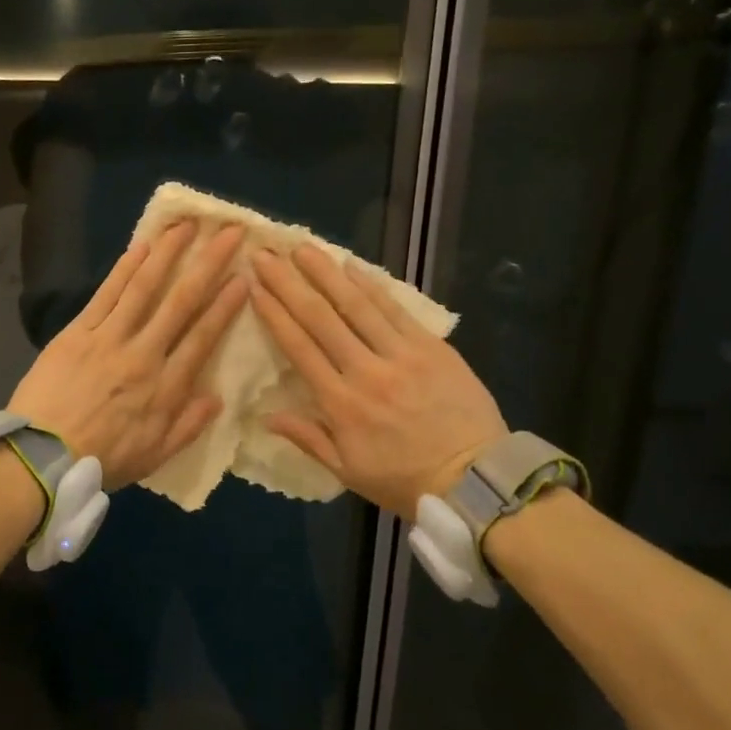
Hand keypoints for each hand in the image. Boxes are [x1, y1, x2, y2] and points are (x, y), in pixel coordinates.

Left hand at [10, 221, 247, 488]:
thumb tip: (218, 398)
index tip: (243, 277)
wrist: (40, 458)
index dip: (225, 306)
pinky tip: (141, 245)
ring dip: (167, 252)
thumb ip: (188, 426)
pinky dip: (124, 268)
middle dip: (208, 264)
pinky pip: (106, 294)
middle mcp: (143, 355)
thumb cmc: (100, 460)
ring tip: (186, 225)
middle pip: (181, 302)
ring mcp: (109, 338)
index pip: (203, 338)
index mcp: (165, 388)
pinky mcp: (78, 332)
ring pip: (144, 287)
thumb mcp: (154, 456)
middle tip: (228, 233)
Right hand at [249, 244, 506, 517]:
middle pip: (320, 318)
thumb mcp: (348, 471)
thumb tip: (266, 415)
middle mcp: (366, 371)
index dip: (274, 314)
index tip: (254, 287)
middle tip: (266, 254)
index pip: (299, 348)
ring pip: (356, 306)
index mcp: (341, 404)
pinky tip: (351, 265)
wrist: (476, 481)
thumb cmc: (405, 480)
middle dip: (289, 283)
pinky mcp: (431, 348)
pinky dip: (372, 286)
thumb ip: (308, 439)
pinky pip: (396, 310)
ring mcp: (401, 355)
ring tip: (302, 248)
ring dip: (326, 273)